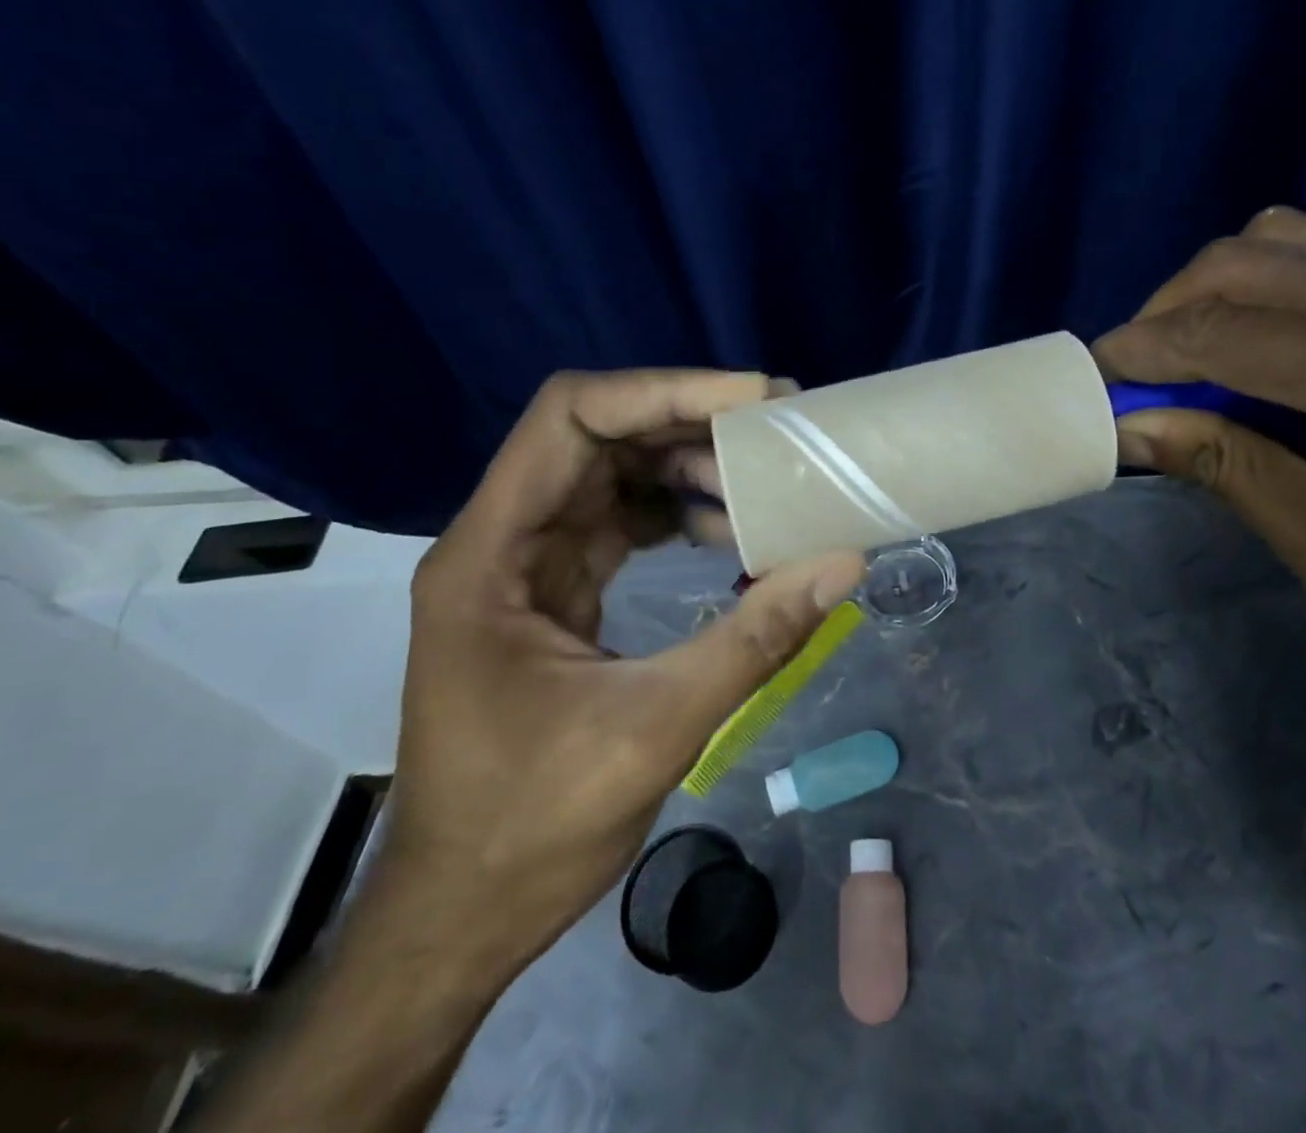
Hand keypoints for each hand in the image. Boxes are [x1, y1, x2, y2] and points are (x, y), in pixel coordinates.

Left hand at [383, 369, 865, 976]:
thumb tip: (844, 561)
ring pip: (612, 474)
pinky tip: (731, 535)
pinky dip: (677, 513)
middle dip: (689, 423)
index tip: (753, 400)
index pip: (571, 420)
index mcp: (490, 556)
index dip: (663, 391)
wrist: (461, 914)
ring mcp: (525, 564)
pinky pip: (619, 521)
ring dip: (688, 469)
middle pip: (597, 436)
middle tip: (779, 431)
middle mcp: (500, 540)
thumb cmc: (530, 828)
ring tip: (766, 486)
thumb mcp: (655, 728)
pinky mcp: (553, 590)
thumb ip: (755, 636)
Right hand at [1093, 208, 1305, 735]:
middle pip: (1251, 263)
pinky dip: (1262, 286)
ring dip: (1210, 292)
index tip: (1085, 380)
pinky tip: (1252, 343)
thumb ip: (1230, 471)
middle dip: (1165, 315)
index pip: (1234, 331)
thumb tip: (1130, 424)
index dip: (1143, 351)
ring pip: (1285, 242)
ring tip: (1182, 359)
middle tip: (1128, 379)